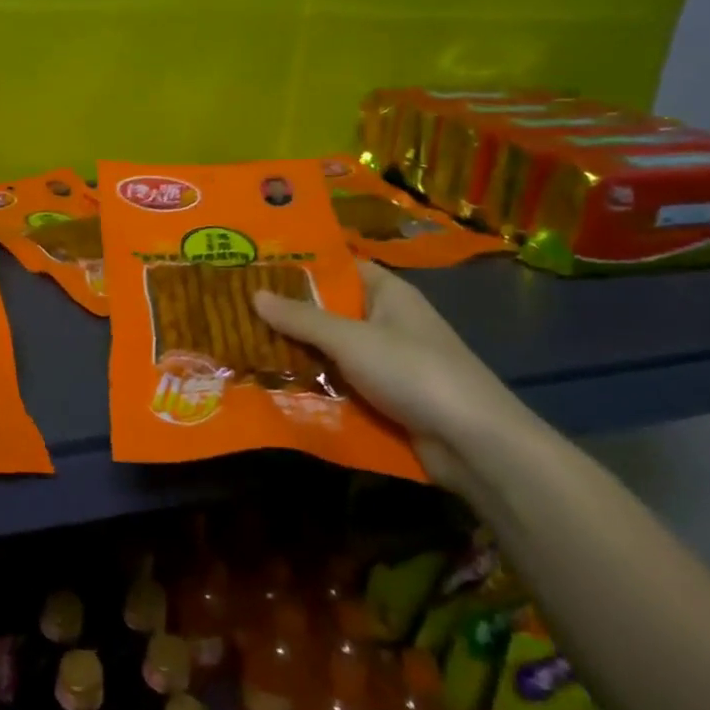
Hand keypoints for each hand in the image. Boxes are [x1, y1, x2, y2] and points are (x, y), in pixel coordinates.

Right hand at [254, 261, 538, 487]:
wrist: (473, 442)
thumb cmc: (413, 372)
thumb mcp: (350, 339)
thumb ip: (302, 318)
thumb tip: (254, 294)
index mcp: (388, 293)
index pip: (340, 267)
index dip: (301, 266)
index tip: (256, 268)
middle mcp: (387, 321)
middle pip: (330, 311)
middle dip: (289, 314)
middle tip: (236, 311)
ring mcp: (387, 362)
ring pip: (332, 351)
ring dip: (297, 353)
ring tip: (243, 347)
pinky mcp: (385, 397)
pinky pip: (341, 383)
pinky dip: (314, 384)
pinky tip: (274, 386)